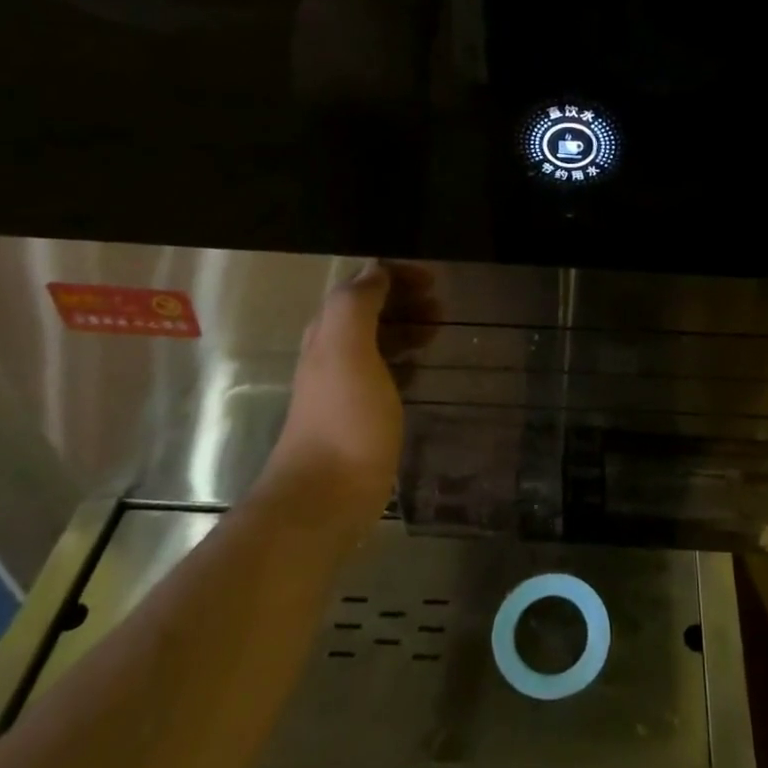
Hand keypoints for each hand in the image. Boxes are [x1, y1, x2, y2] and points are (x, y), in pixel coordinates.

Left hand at [258, 261, 437, 532]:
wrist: (324, 498)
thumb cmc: (344, 420)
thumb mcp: (348, 351)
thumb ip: (357, 304)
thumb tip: (375, 269)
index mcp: (329, 332)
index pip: (361, 284)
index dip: (396, 275)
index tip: (435, 281)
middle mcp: (332, 352)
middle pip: (369, 310)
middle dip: (405, 299)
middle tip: (443, 308)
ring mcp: (344, 385)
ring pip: (377, 339)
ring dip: (407, 327)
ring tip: (439, 331)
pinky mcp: (358, 414)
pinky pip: (384, 371)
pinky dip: (405, 359)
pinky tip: (422, 369)